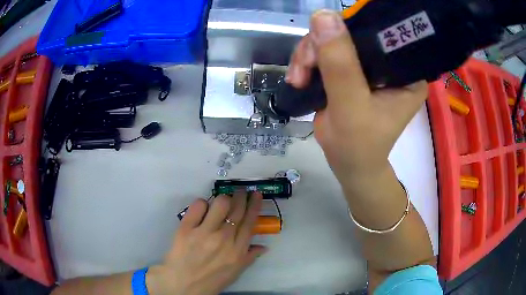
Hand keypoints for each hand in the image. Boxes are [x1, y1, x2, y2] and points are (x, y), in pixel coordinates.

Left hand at [147, 191, 265, 294]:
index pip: (250, 222)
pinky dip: (202, 203)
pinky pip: (198, 206)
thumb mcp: (235, 273)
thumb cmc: (210, 280)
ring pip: (220, 203)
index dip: (254, 205)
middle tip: (240, 191)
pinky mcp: (187, 228)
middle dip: (241, 196)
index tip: (256, 194)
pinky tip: (202, 208)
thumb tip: (263, 246)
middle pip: (237, 209)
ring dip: (223, 198)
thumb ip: (249, 257)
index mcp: (237, 250)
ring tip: (221, 201)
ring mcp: (205, 232)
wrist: (182, 284)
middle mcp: (224, 238)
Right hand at [286, 10, 427, 178]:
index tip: (327, 42)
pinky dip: (308, 62)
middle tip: (304, 67)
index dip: (354, 28)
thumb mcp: (350, 105)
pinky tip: (299, 77)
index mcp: (406, 72)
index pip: (382, 34)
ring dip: (310, 55)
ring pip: (335, 41)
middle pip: (353, 34)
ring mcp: (369, 66)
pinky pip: (327, 52)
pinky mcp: (352, 71)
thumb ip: (340, 63)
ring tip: (298, 78)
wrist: (347, 164)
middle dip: (322, 46)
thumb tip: (323, 15)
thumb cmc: (357, 144)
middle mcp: (391, 64)